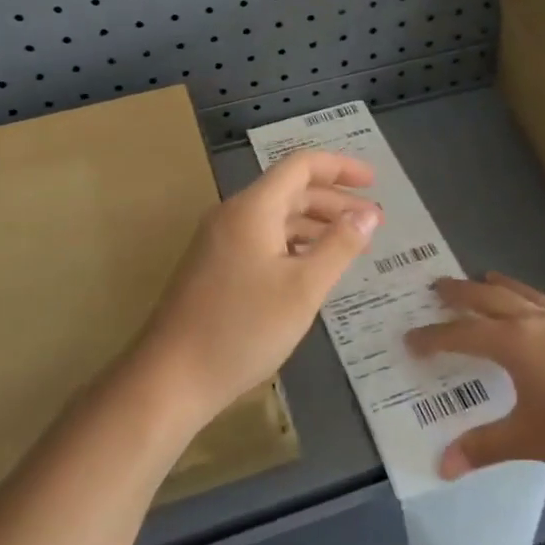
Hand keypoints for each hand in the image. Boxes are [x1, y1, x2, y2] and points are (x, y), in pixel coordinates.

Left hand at [134, 150, 380, 429]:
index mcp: (253, 208)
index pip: (301, 166)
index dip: (340, 167)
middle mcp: (233, 215)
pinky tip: (312, 268)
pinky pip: (262, 240)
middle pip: (290, 191)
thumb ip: (339, 246)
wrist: (171, 378)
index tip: (374, 182)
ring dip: (315, 224)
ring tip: (351, 244)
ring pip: (276, 218)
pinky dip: (293, 244)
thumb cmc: (242, 329)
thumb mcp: (303, 288)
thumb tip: (367, 213)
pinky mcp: (214, 267)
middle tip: (373, 220)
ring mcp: (219, 241)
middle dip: (334, 200)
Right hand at [406, 272, 544, 479]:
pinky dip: (525, 296)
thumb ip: (485, 447)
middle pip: (487, 298)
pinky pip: (543, 300)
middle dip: (459, 294)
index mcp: (514, 343)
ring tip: (481, 280)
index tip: (410, 338)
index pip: (462, 334)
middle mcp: (534, 320)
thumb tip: (441, 465)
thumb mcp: (531, 440)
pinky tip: (533, 307)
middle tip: (435, 287)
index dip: (433, 337)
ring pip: (519, 293)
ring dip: (494, 286)